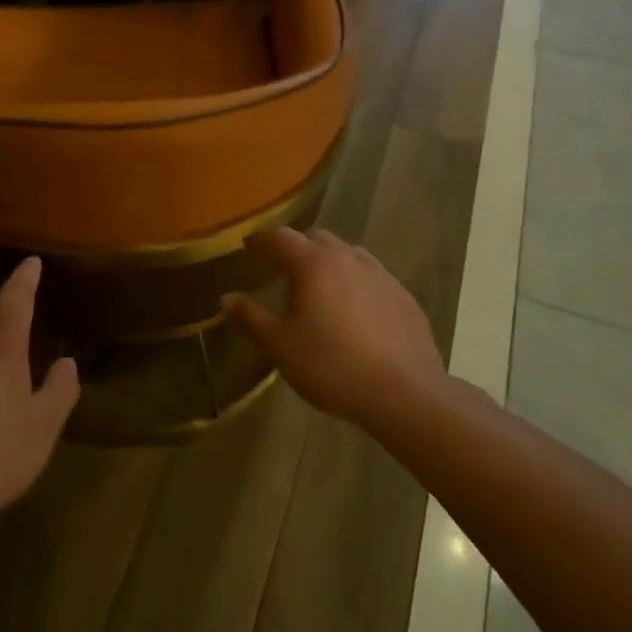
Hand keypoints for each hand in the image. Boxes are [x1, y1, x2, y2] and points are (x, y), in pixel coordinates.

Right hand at [222, 227, 445, 432]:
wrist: (406, 393)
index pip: (281, 238)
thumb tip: (226, 298)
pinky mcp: (404, 297)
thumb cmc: (333, 366)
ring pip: (348, 255)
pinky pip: (373, 278)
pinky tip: (355, 313)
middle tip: (283, 272)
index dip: (261, 241)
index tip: (248, 247)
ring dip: (330, 263)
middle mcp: (348, 258)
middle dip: (297, 249)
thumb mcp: (282, 347)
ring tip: (320, 290)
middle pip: (317, 239)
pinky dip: (356, 284)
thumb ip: (251, 319)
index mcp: (314, 263)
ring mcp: (381, 275)